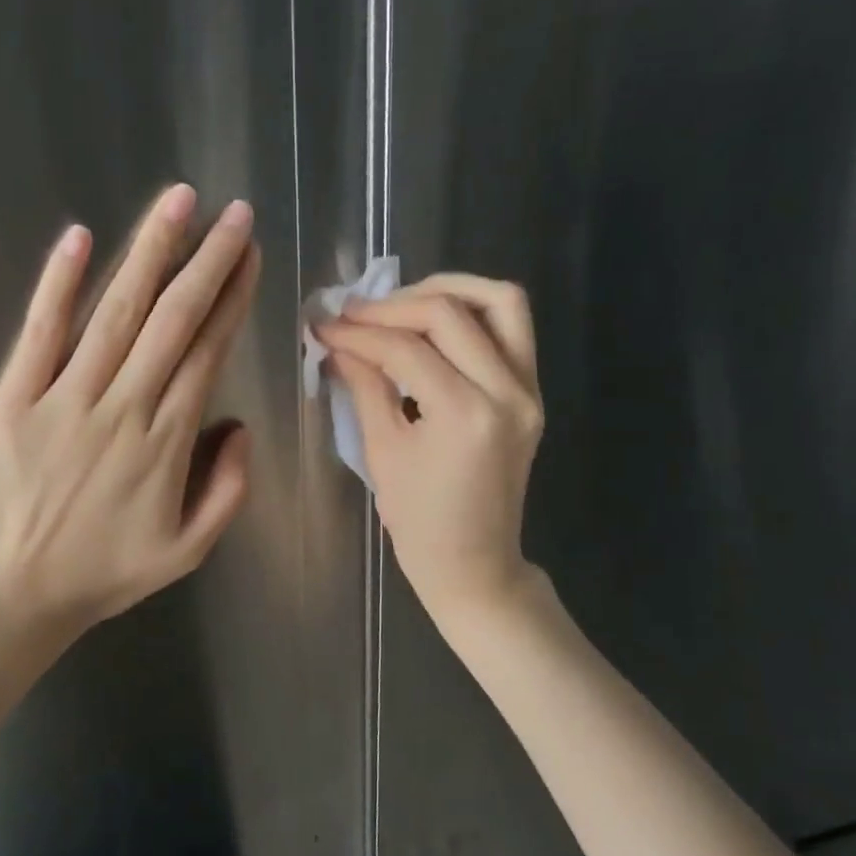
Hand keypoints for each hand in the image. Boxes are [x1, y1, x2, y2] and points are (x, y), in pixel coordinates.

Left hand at [0, 184, 260, 642]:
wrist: (14, 595)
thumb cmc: (105, 574)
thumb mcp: (188, 550)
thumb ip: (228, 489)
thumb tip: (239, 425)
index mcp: (167, 441)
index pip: (207, 351)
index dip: (231, 298)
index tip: (248, 254)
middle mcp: (123, 406)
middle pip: (172, 319)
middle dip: (207, 260)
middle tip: (231, 212)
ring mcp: (65, 398)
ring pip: (115, 313)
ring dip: (149, 252)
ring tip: (178, 203)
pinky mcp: (14, 399)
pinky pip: (40, 333)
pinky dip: (58, 284)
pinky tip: (80, 237)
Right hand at [316, 274, 542, 624]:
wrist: (476, 564)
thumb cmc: (420, 523)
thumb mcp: (383, 453)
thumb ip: (365, 386)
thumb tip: (338, 341)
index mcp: (464, 414)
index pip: (406, 348)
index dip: (359, 331)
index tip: (324, 325)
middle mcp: (507, 391)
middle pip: (451, 313)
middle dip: (394, 305)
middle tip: (354, 312)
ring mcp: (528, 390)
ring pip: (500, 302)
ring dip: (447, 290)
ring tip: (402, 303)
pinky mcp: (532, 393)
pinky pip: (511, 329)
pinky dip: (473, 313)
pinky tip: (433, 326)